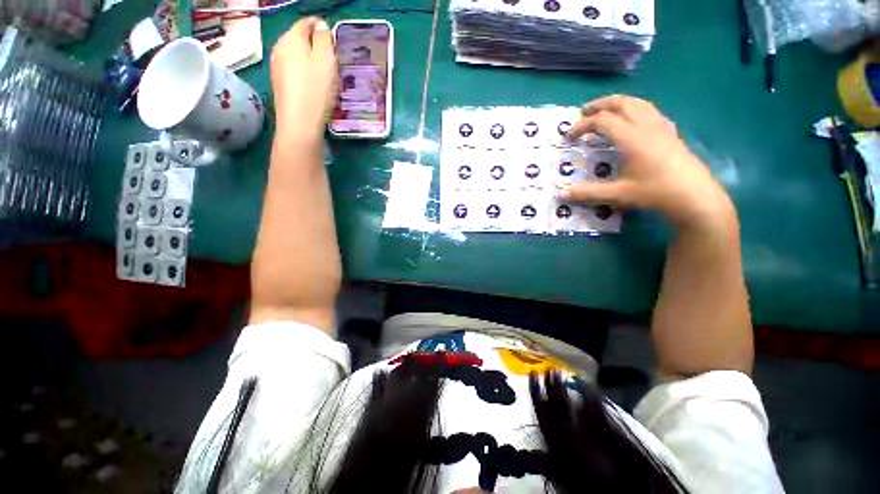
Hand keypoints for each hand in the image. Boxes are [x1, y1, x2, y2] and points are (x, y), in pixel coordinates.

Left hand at [270, 18, 336, 139]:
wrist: (299, 122)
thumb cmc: (315, 90)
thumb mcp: (326, 61)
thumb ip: (324, 39)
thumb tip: (320, 26)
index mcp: (291, 38)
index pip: (305, 22)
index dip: (319, 25)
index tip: (332, 35)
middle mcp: (279, 48)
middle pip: (298, 38)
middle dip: (314, 43)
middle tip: (331, 56)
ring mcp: (277, 67)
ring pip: (295, 55)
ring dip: (309, 58)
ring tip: (324, 72)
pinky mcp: (279, 83)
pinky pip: (293, 69)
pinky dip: (303, 71)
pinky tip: (313, 84)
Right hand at [560, 95, 735, 230]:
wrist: (694, 195)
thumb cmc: (655, 192)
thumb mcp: (618, 194)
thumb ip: (588, 193)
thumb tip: (561, 194)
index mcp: (631, 138)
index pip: (602, 121)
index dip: (583, 126)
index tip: (569, 136)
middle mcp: (646, 126)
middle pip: (621, 103)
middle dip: (600, 105)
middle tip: (583, 112)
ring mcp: (661, 126)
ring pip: (638, 103)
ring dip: (618, 103)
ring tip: (605, 110)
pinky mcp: (670, 132)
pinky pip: (649, 110)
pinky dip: (634, 108)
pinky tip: (633, 119)